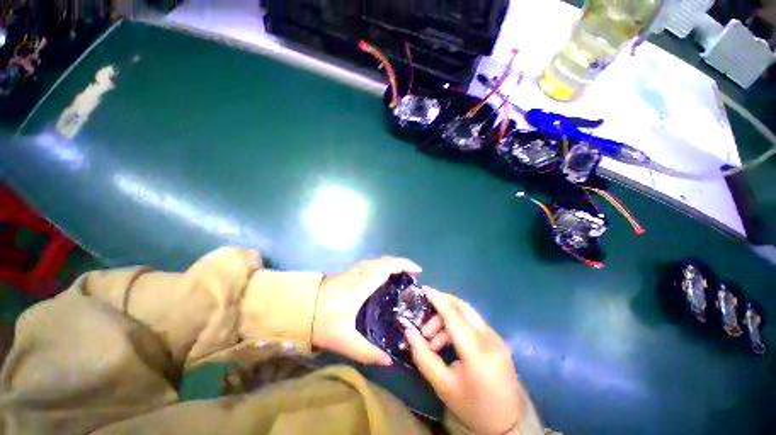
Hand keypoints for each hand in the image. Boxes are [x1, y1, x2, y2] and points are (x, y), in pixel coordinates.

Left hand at [312, 256, 423, 365]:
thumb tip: (389, 361)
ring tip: (401, 274)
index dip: (404, 265)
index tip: (417, 271)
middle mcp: (359, 273)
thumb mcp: (345, 341)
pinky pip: (370, 263)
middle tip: (412, 275)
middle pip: (384, 260)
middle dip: (401, 263)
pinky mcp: (347, 272)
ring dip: (391, 263)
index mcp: (361, 286)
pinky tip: (383, 276)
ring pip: (376, 260)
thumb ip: (367, 352)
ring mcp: (352, 270)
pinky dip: (381, 265)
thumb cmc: (322, 322)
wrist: (297, 308)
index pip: (386, 267)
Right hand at [404, 288, 524, 434]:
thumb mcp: (443, 385)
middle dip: (441, 305)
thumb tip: (409, 332)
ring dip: (447, 319)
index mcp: (477, 350)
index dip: (437, 299)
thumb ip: (423, 356)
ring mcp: (496, 338)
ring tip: (431, 339)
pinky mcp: (497, 341)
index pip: (454, 315)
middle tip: (424, 319)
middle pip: (463, 307)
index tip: (424, 289)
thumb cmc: (472, 406)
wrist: (507, 424)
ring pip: (467, 314)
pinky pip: (473, 324)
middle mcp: (490, 338)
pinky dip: (457, 326)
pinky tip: (446, 342)